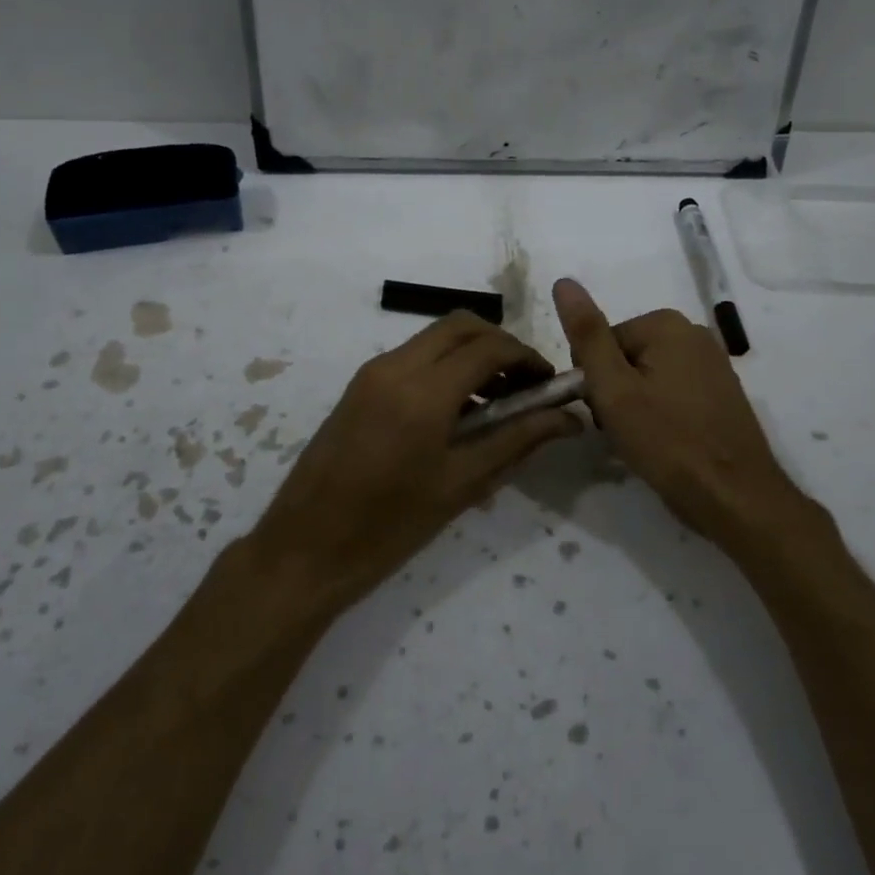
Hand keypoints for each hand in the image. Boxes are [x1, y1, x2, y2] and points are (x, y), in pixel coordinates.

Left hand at [249, 311, 581, 612]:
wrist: (305, 548)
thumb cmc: (389, 528)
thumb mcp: (461, 485)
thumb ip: (517, 441)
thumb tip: (568, 419)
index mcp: (423, 393)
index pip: (489, 348)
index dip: (527, 359)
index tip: (550, 385)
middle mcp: (395, 367)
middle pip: (461, 326)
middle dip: (500, 345)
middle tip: (524, 386)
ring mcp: (372, 373)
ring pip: (435, 337)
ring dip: (471, 354)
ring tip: (496, 403)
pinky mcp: (359, 385)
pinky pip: (413, 357)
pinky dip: (444, 366)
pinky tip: (457, 412)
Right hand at [553, 277, 819, 548]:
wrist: (735, 497)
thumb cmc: (667, 441)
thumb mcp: (613, 388)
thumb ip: (587, 334)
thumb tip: (564, 281)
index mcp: (666, 324)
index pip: (601, 342)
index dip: (593, 380)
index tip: (603, 413)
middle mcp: (694, 333)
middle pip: (625, 357)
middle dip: (615, 392)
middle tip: (624, 429)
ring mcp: (713, 363)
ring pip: (647, 377)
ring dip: (635, 406)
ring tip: (644, 440)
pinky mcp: (722, 393)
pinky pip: (673, 393)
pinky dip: (661, 414)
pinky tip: (666, 442)